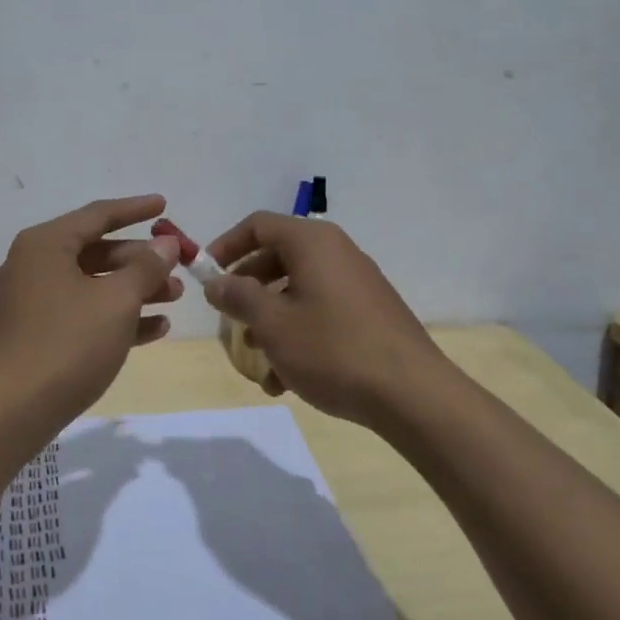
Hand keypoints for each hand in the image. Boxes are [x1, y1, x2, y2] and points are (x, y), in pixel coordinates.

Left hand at [0, 195, 182, 428]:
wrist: (9, 413)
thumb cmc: (66, 343)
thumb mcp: (116, 301)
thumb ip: (145, 268)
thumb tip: (165, 244)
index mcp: (45, 244)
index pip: (97, 215)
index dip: (135, 209)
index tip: (164, 205)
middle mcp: (33, 265)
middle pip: (95, 251)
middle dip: (140, 260)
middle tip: (178, 269)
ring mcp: (30, 302)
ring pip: (91, 285)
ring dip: (133, 290)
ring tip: (174, 300)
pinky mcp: (33, 335)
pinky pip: (80, 314)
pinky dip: (114, 317)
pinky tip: (154, 329)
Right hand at [202, 212, 441, 428]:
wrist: (413, 394)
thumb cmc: (333, 349)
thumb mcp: (273, 324)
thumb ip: (238, 297)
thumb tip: (216, 282)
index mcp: (312, 242)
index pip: (258, 225)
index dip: (226, 246)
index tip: (206, 275)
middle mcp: (336, 252)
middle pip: (277, 257)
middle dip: (247, 290)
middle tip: (229, 320)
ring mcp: (356, 283)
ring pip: (298, 290)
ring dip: (271, 321)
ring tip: (259, 363)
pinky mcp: (370, 313)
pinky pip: (322, 311)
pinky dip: (299, 334)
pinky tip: (288, 379)